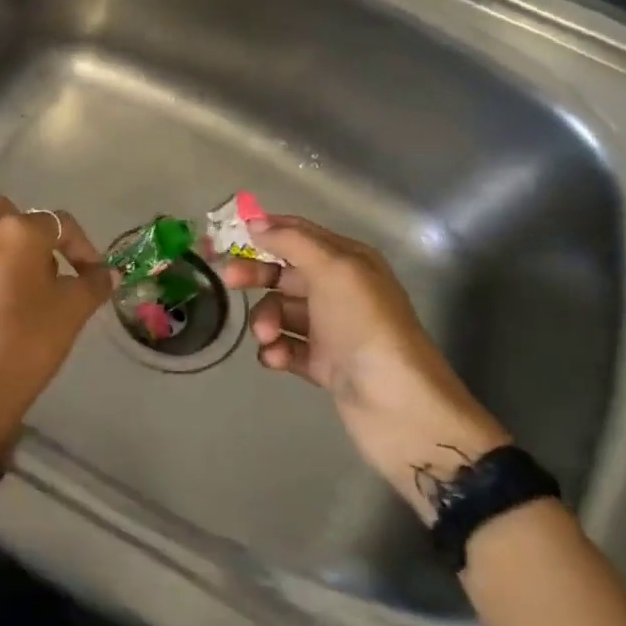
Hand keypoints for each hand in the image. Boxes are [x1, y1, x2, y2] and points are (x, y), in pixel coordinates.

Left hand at [0, 196, 114, 459]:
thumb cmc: (26, 347)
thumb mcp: (72, 314)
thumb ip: (93, 284)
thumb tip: (104, 273)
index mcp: (16, 234)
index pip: (59, 223)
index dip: (82, 247)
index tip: (91, 276)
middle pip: (9, 218)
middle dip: (31, 238)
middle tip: (47, 275)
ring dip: (2, 261)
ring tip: (17, 301)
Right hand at [218, 215, 510, 518]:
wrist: (396, 403)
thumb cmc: (364, 325)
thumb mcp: (332, 270)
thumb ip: (292, 241)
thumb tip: (256, 222)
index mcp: (349, 262)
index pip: (302, 234)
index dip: (269, 230)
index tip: (233, 234)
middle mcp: (340, 291)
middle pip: (285, 273)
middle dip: (257, 276)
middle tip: (229, 281)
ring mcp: (331, 330)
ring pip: (281, 312)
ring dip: (265, 320)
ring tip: (267, 336)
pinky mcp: (322, 364)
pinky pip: (286, 348)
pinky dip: (275, 350)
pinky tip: (275, 358)